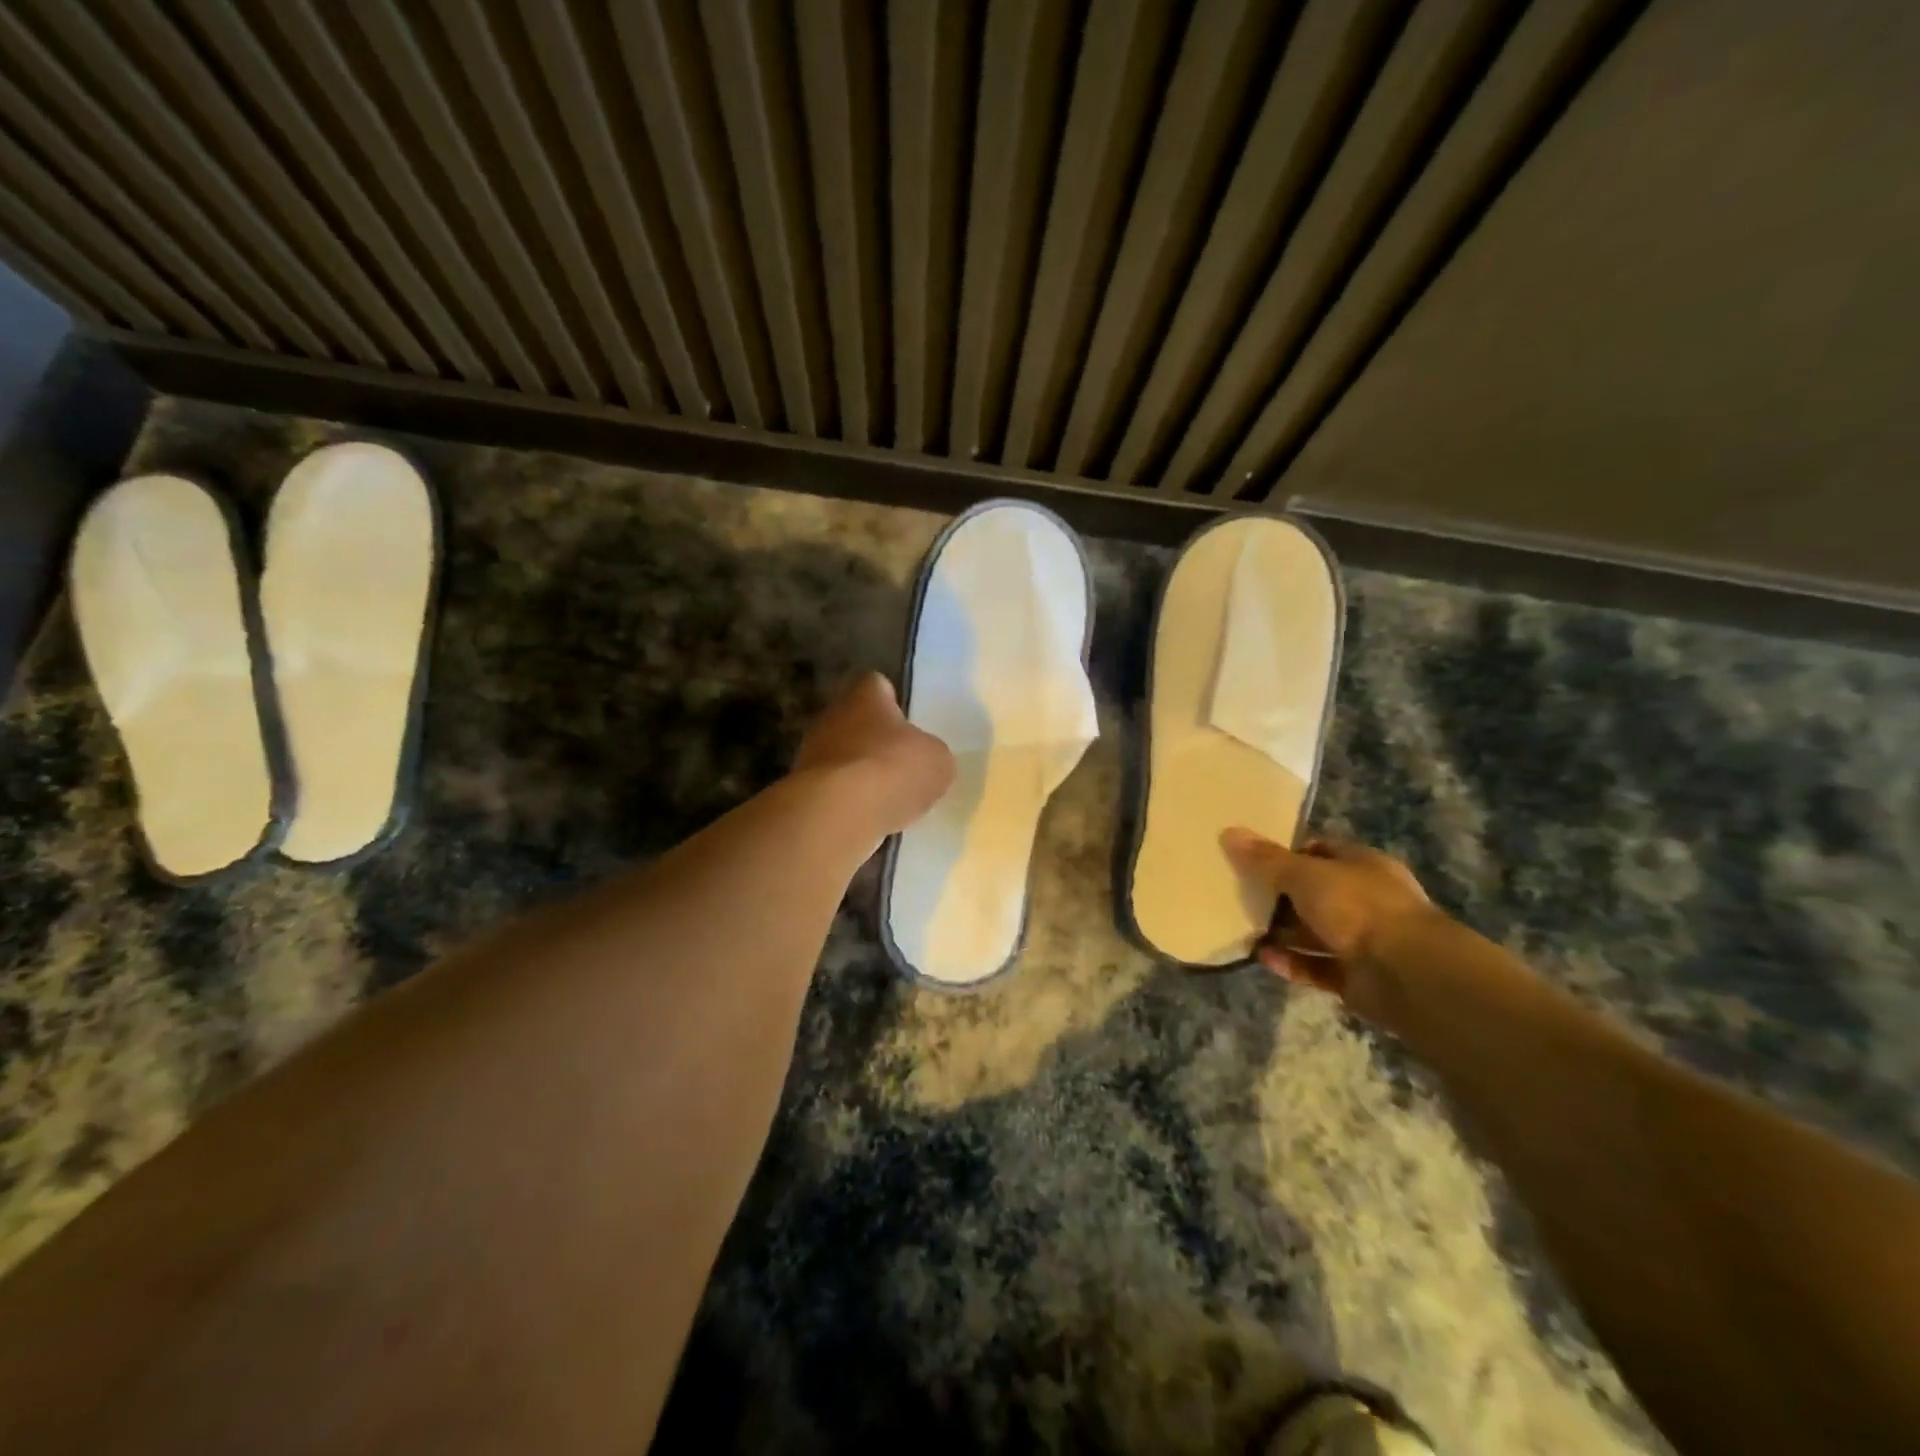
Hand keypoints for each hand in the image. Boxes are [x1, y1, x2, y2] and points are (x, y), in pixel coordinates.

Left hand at [792, 672, 954, 834]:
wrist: (839, 812)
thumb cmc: (893, 770)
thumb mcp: (937, 761)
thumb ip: (931, 755)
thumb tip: (924, 760)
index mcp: (866, 697)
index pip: (876, 684)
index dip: (891, 700)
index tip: (905, 721)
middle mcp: (833, 717)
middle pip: (856, 722)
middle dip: (874, 741)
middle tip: (899, 764)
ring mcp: (811, 754)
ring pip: (842, 757)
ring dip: (860, 774)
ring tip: (885, 798)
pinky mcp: (802, 789)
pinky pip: (832, 790)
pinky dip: (848, 802)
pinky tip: (866, 818)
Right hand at [1220, 830, 1435, 1019]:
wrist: (1407, 973)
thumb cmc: (1358, 906)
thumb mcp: (1304, 874)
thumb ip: (1266, 859)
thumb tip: (1229, 832)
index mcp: (1363, 866)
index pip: (1321, 852)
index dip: (1288, 853)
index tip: (1253, 859)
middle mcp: (1366, 900)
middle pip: (1315, 894)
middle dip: (1280, 896)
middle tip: (1241, 894)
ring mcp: (1364, 940)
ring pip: (1315, 932)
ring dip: (1283, 933)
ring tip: (1243, 928)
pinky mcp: (1356, 977)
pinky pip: (1316, 966)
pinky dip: (1291, 962)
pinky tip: (1262, 957)